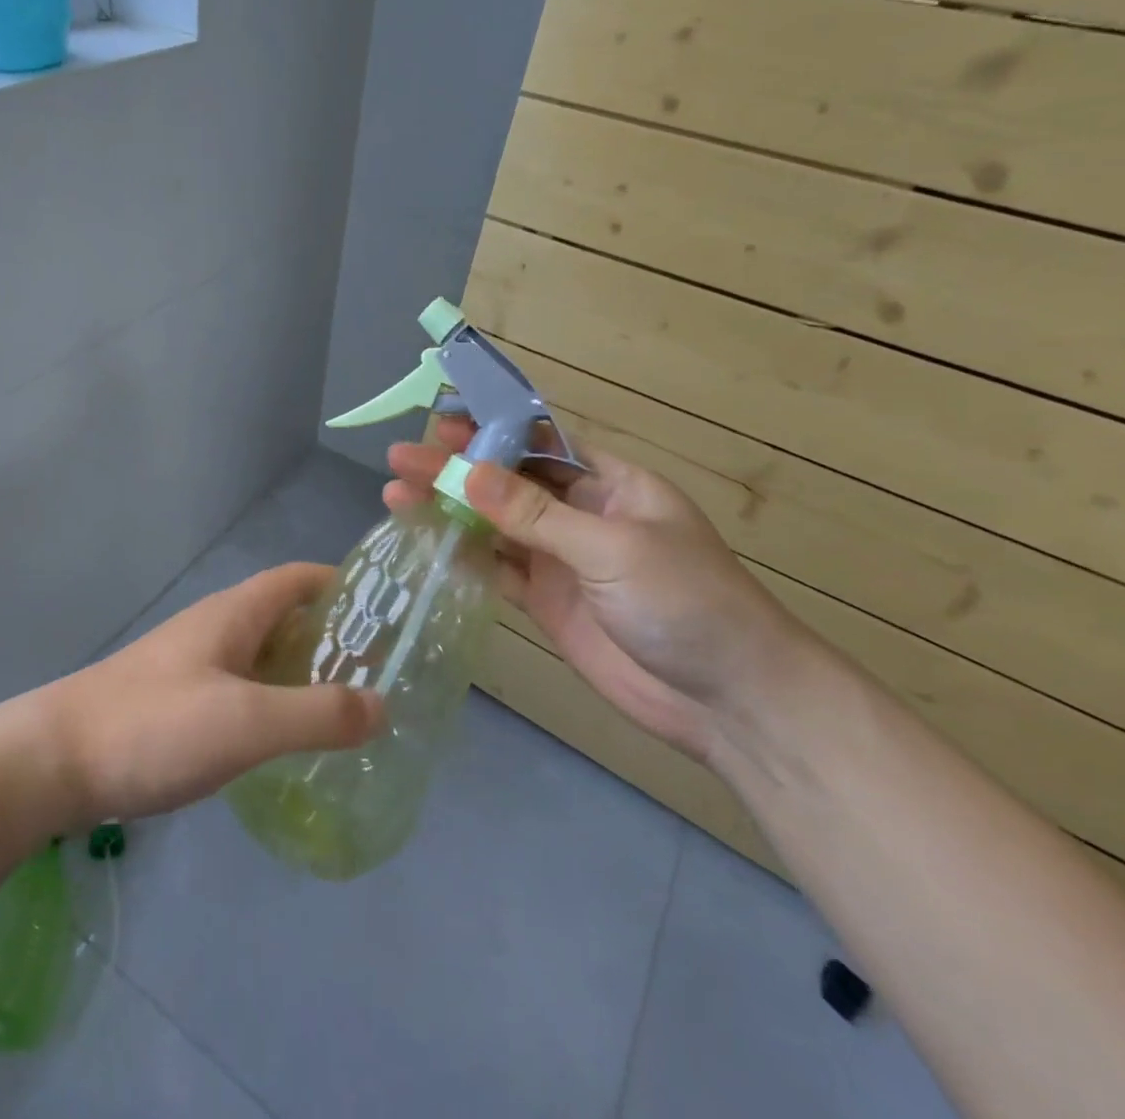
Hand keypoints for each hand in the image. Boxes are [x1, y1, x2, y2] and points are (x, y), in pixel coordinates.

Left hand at [31, 564, 384, 824]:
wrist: (55, 761)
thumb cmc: (154, 726)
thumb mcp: (246, 721)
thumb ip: (318, 713)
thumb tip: (383, 704)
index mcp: (234, 614)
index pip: (298, 578)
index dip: (342, 585)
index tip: (387, 614)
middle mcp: (216, 628)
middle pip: (285, 617)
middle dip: (332, 637)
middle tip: (381, 674)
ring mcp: (193, 665)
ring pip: (263, 656)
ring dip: (303, 673)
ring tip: (348, 710)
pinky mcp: (178, 701)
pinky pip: (242, 689)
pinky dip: (274, 702)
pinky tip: (287, 740)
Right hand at [386, 421, 804, 759]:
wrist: (728, 702)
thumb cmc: (686, 602)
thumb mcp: (612, 547)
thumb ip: (535, 514)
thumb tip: (467, 473)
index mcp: (610, 484)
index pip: (541, 443)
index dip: (492, 430)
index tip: (442, 422)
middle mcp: (580, 514)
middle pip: (507, 483)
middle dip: (455, 469)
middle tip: (400, 460)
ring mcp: (561, 560)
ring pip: (494, 526)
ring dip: (449, 511)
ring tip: (396, 496)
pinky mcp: (546, 602)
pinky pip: (497, 570)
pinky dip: (463, 557)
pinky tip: (426, 543)